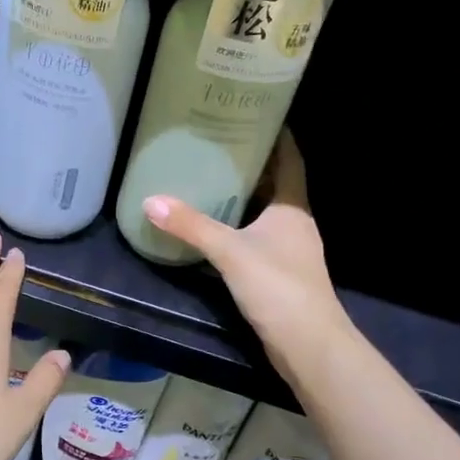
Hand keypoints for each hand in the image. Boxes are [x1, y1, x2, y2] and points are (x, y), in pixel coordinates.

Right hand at [141, 132, 353, 371]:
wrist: (309, 346)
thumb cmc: (278, 288)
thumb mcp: (230, 252)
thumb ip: (192, 226)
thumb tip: (151, 201)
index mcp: (292, 207)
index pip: (289, 158)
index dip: (278, 134)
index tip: (255, 113)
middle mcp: (295, 222)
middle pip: (275, 182)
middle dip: (252, 162)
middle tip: (218, 142)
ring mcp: (290, 249)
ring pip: (266, 210)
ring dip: (244, 194)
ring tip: (210, 175)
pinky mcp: (280, 272)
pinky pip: (257, 235)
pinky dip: (239, 224)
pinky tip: (215, 225)